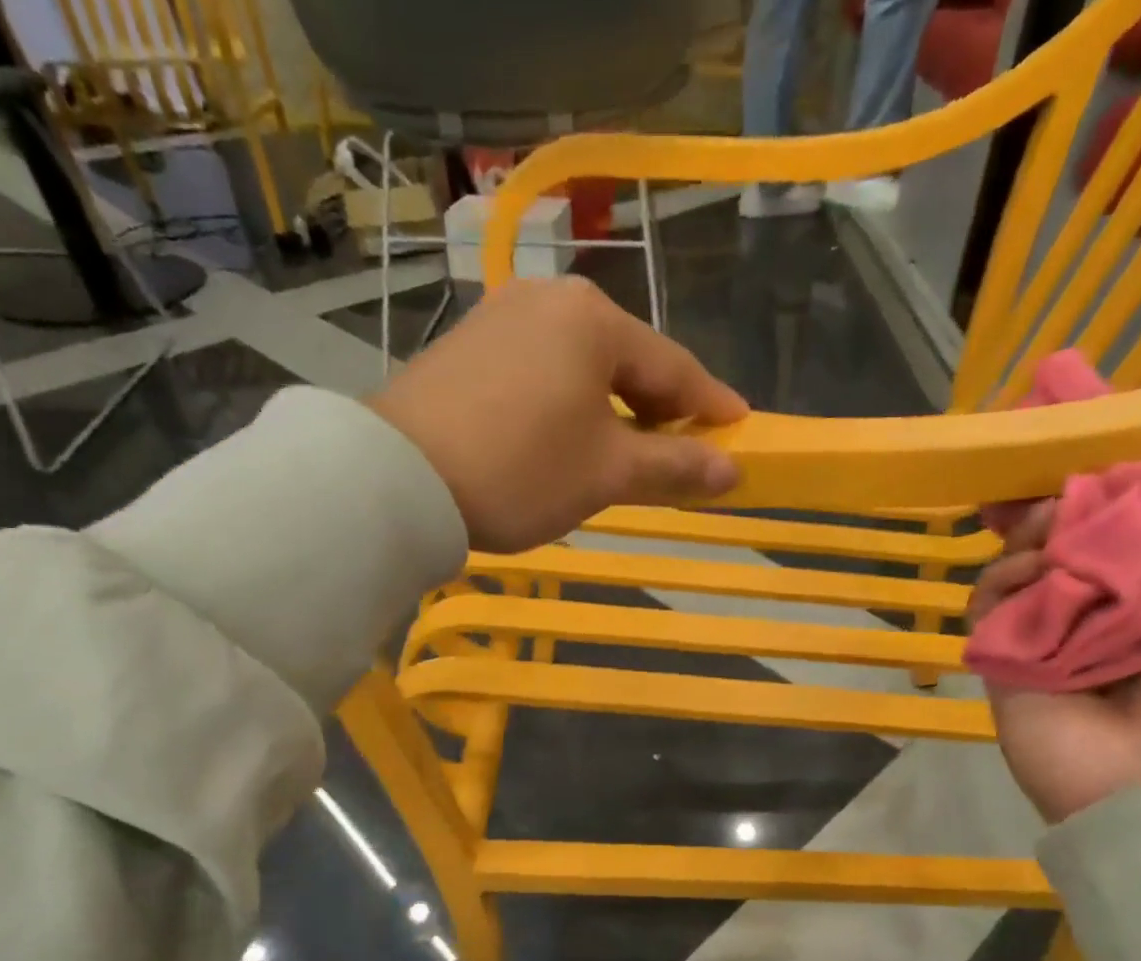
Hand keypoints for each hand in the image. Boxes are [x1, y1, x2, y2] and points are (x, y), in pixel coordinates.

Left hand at [368, 277, 746, 553]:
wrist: (400, 478)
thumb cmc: (521, 470)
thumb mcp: (607, 474)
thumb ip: (674, 467)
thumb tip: (731, 470)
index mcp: (594, 319)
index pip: (673, 367)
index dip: (711, 406)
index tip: (741, 431)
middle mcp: (549, 301)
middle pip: (627, 360)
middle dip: (660, 410)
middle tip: (685, 453)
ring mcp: (501, 318)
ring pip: (582, 368)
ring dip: (615, 412)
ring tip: (630, 454)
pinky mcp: (468, 348)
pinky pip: (542, 373)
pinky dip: (570, 406)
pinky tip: (571, 438)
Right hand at [968, 507, 1140, 822]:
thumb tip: (1111, 529)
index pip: (1105, 553)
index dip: (1089, 519)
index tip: (1078, 490)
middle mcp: (1086, 624)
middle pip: (1054, 560)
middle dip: (1050, 526)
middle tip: (1047, 510)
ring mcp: (1039, 646)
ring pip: (1014, 580)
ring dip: (1024, 550)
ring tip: (1037, 541)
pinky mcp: (999, 666)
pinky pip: (987, 614)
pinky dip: (999, 585)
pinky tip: (1023, 574)